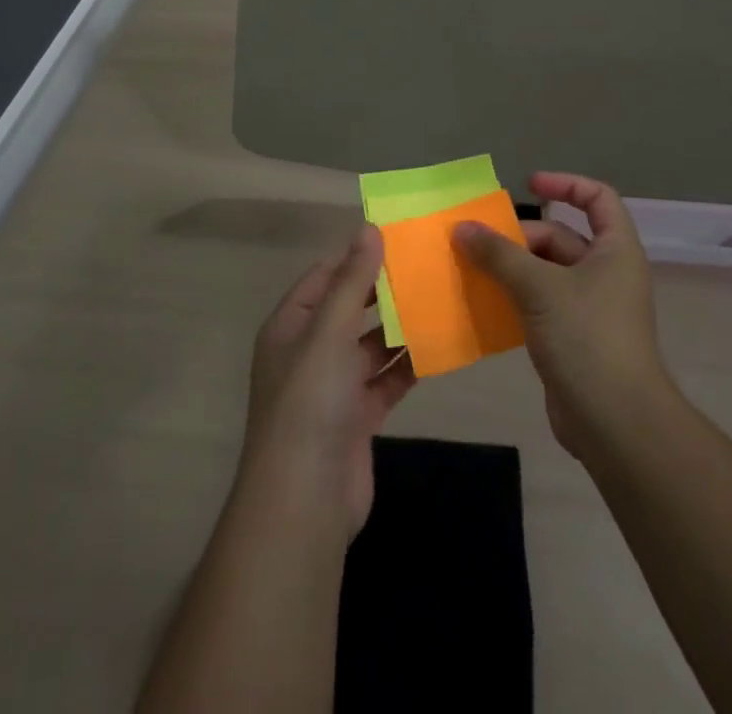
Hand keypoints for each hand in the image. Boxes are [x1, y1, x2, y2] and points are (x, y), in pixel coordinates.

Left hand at [238, 224, 416, 537]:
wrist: (305, 501)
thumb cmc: (310, 403)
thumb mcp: (329, 332)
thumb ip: (352, 282)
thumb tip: (368, 229)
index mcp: (291, 326)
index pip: (324, 277)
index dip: (356, 257)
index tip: (398, 238)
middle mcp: (309, 351)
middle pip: (350, 309)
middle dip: (384, 292)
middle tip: (427, 266)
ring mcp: (333, 387)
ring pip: (371, 345)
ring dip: (400, 327)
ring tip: (440, 299)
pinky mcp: (358, 417)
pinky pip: (386, 380)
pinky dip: (408, 365)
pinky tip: (440, 347)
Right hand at [453, 172, 668, 456]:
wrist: (616, 423)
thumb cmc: (587, 338)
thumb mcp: (539, 288)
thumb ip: (499, 254)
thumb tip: (463, 227)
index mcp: (614, 250)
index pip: (597, 198)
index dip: (565, 184)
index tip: (528, 185)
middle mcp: (606, 273)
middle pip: (560, 237)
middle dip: (519, 237)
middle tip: (476, 242)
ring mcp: (590, 307)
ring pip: (544, 272)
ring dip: (510, 268)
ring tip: (469, 268)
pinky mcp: (573, 337)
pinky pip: (538, 304)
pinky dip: (512, 298)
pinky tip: (482, 303)